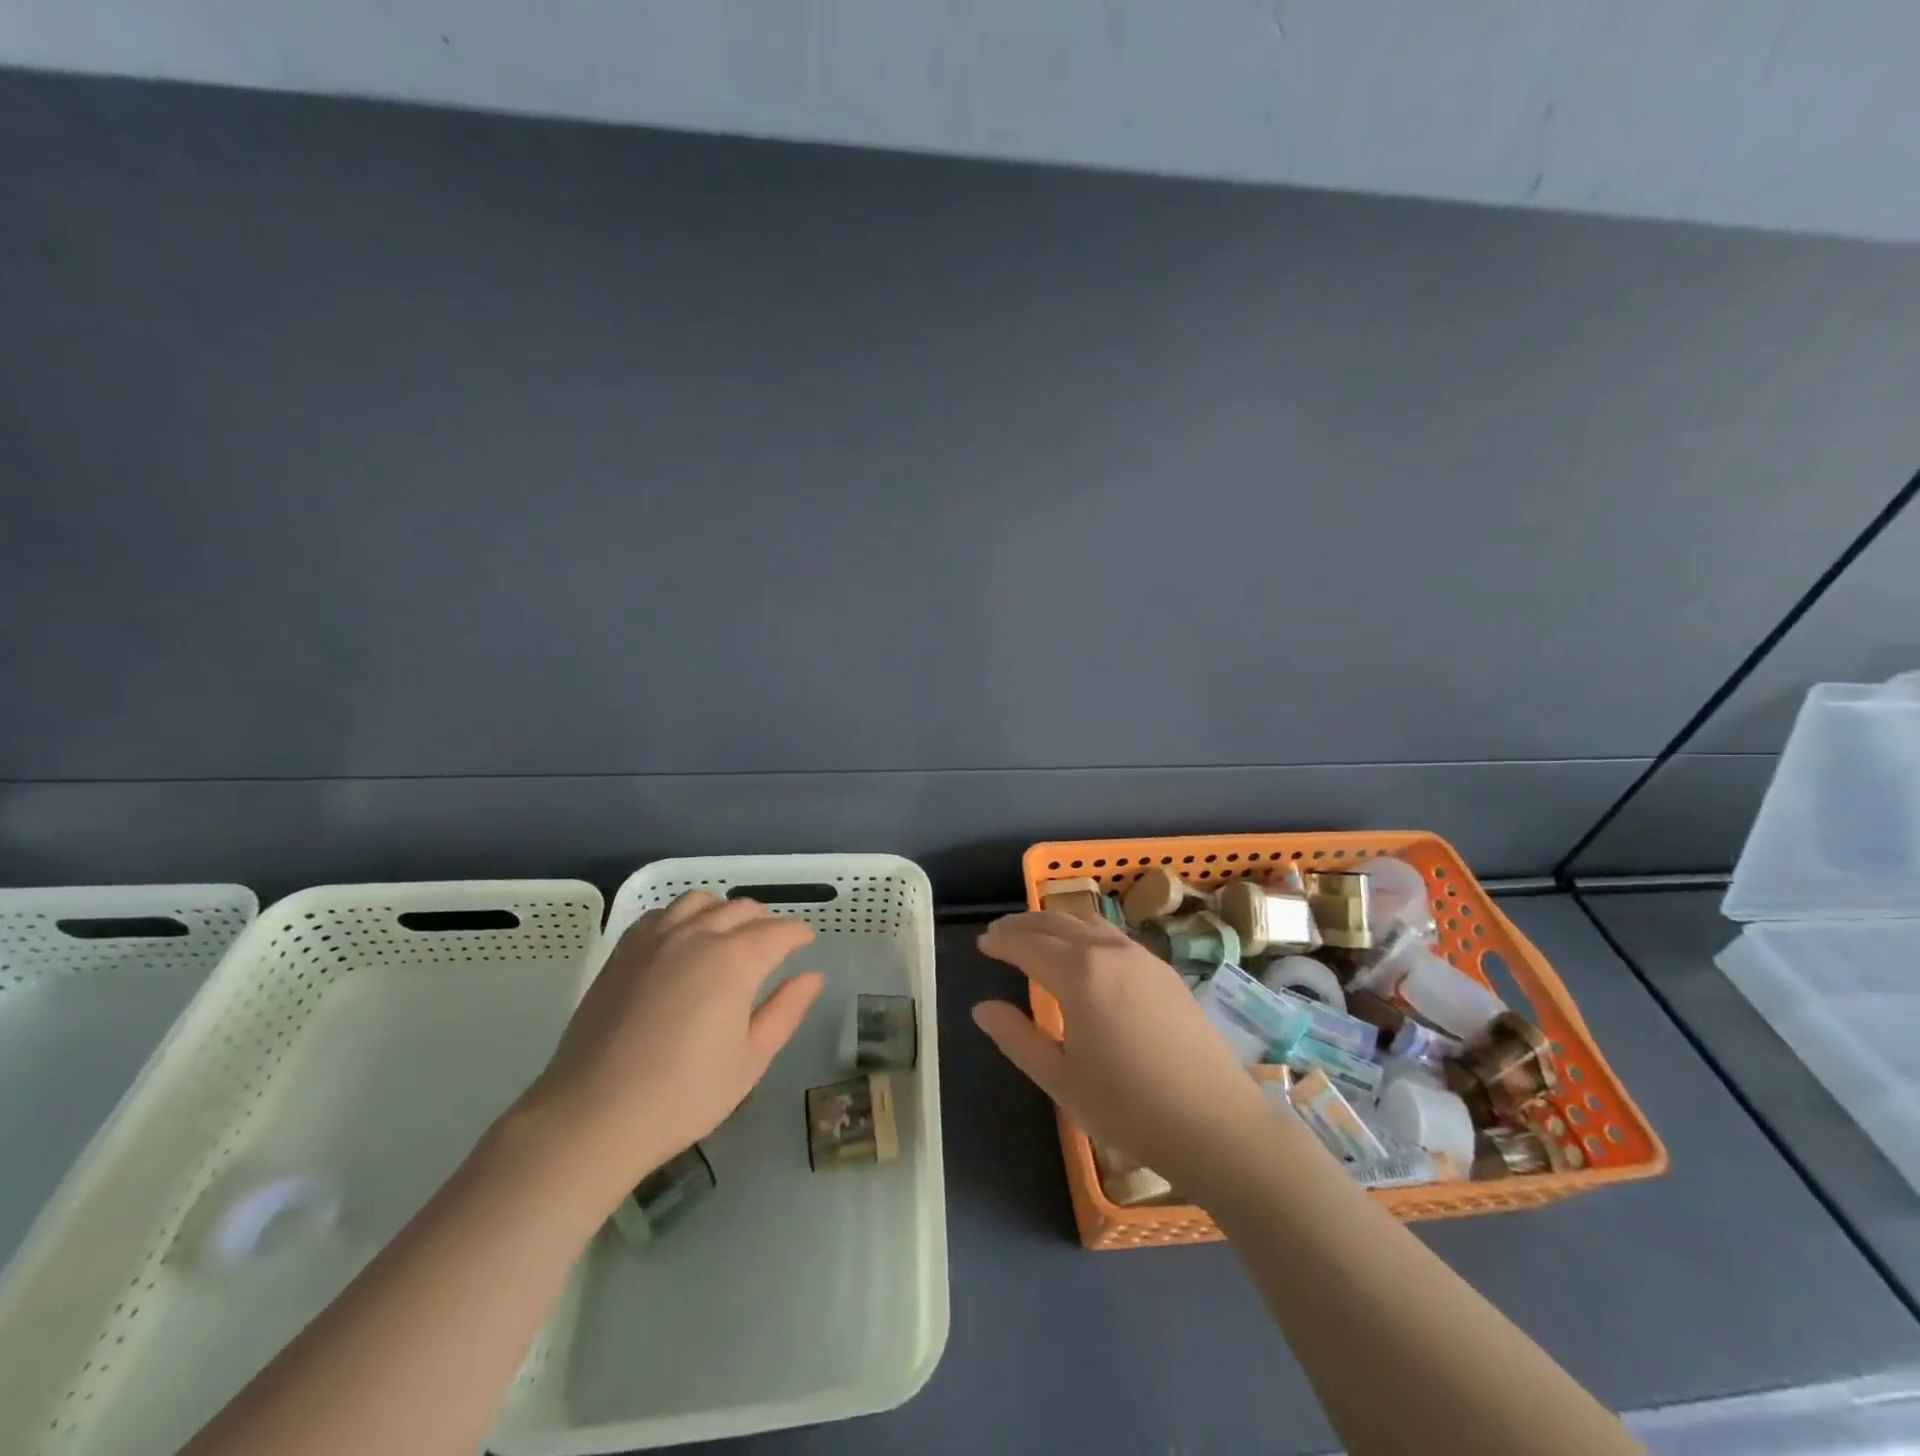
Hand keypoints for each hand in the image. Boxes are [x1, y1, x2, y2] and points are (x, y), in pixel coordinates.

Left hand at [521, 892, 824, 1198]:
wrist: (593, 1116)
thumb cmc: (684, 1095)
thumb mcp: (751, 1060)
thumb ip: (786, 1011)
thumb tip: (812, 977)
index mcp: (734, 959)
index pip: (778, 932)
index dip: (798, 934)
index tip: (807, 942)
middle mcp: (697, 935)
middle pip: (742, 909)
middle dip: (766, 921)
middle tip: (775, 945)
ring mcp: (655, 939)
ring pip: (700, 902)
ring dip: (725, 911)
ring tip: (730, 936)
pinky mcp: (623, 951)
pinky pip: (662, 914)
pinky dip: (684, 916)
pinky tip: (684, 941)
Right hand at [973, 911, 1272, 1201]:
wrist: (1216, 1124)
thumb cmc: (1129, 1108)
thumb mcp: (1061, 1080)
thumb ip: (1017, 1037)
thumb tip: (982, 1008)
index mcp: (1080, 974)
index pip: (1028, 945)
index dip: (1001, 942)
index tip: (981, 944)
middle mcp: (1110, 952)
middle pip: (1057, 923)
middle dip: (1023, 924)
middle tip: (999, 933)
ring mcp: (1142, 957)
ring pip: (1088, 923)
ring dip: (1055, 923)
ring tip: (1035, 935)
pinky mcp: (1164, 971)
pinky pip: (1113, 936)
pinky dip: (1084, 933)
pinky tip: (1082, 953)